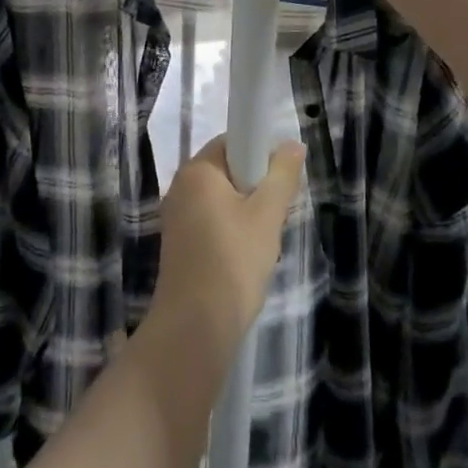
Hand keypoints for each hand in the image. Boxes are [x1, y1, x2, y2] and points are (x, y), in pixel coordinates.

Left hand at [148, 136, 305, 356]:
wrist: (195, 326)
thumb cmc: (234, 260)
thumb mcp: (267, 215)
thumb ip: (282, 176)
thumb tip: (292, 145)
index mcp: (198, 170)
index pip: (232, 141)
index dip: (259, 154)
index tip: (279, 181)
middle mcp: (180, 185)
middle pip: (226, 171)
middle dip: (255, 188)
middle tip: (275, 216)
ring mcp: (175, 215)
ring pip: (221, 199)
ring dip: (245, 213)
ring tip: (262, 242)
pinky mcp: (177, 242)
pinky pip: (210, 221)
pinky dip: (230, 231)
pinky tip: (244, 258)